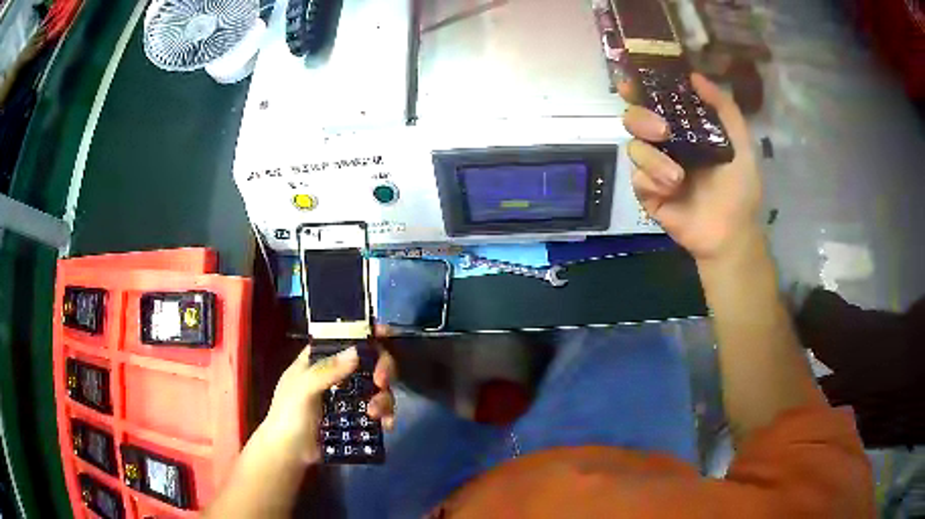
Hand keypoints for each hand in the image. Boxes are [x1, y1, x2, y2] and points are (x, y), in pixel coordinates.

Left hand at [258, 331, 396, 465]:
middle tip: (381, 382)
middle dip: (382, 368)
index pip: (344, 337)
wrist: (289, 452)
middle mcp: (337, 373)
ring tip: (375, 414)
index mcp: (320, 359)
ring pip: (378, 386)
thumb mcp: (302, 389)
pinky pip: (379, 409)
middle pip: (369, 360)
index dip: (366, 331)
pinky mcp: (357, 416)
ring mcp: (349, 396)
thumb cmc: (288, 415)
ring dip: (384, 398)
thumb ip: (327, 370)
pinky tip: (386, 425)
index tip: (386, 333)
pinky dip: (386, 415)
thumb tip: (357, 352)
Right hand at [620, 73, 762, 260]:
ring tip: (678, 178)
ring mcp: (655, 168)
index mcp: (685, 128)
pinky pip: (637, 178)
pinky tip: (672, 192)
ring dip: (653, 160)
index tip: (632, 80)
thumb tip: (694, 76)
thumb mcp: (742, 144)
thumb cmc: (740, 189)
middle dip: (642, 119)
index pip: (657, 101)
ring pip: (633, 147)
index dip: (641, 88)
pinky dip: (652, 181)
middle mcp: (666, 143)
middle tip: (662, 131)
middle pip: (634, 118)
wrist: (731, 233)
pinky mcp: (647, 193)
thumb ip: (724, 108)